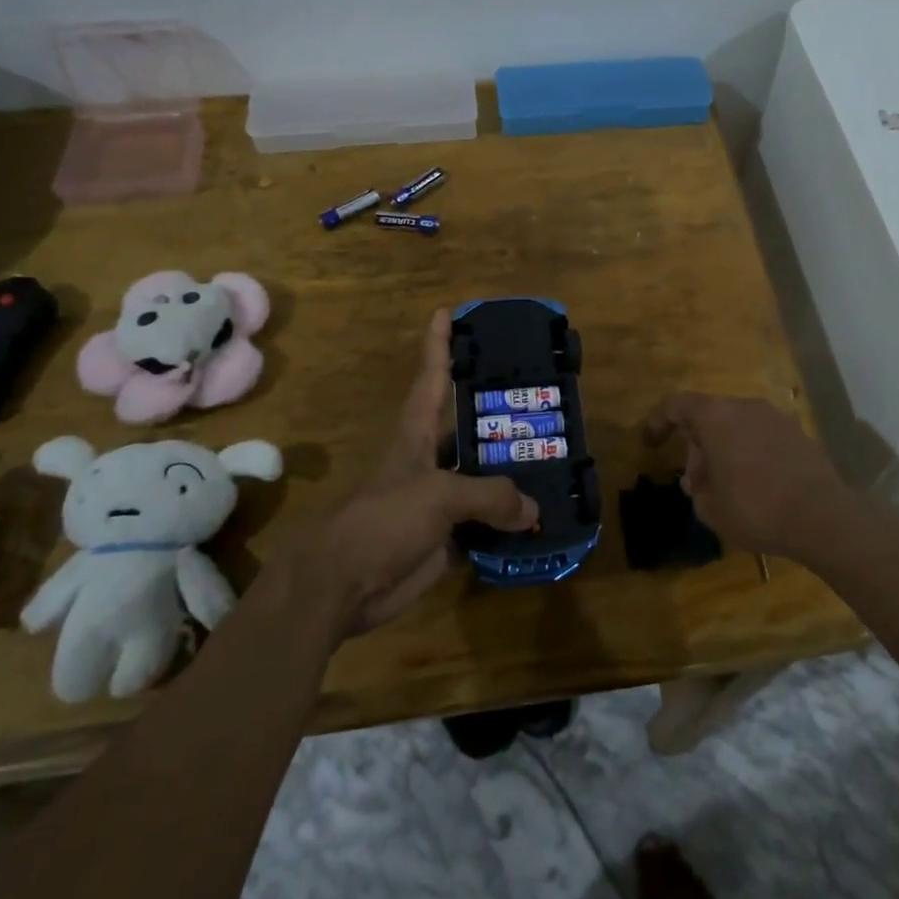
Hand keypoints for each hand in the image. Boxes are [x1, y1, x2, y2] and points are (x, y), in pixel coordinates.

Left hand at [268, 310, 538, 637]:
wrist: (340, 587)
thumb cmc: (382, 521)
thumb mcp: (438, 496)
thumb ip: (490, 495)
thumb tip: (532, 510)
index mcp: (417, 434)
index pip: (431, 377)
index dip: (439, 344)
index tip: (449, 311)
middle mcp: (430, 460)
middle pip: (469, 429)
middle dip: (501, 415)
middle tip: (545, 401)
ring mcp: (438, 501)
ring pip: (484, 479)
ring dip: (514, 475)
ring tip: (558, 461)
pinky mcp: (445, 539)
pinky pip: (487, 525)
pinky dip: (511, 525)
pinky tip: (543, 521)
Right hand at [642, 393, 864, 566]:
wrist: (823, 518)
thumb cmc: (756, 509)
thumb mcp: (710, 508)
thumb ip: (697, 487)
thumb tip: (699, 479)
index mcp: (716, 417)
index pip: (677, 405)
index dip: (659, 420)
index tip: (651, 441)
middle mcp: (745, 407)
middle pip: (710, 415)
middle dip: (697, 445)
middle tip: (696, 481)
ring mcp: (776, 417)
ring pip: (738, 425)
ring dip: (725, 448)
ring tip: (726, 485)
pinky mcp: (799, 434)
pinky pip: (762, 436)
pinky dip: (751, 452)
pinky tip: (757, 484)